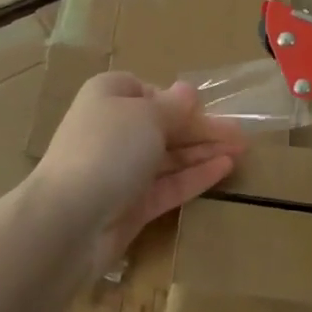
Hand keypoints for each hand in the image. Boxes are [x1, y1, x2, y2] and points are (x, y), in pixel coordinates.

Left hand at [30, 72, 246, 271]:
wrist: (68, 221)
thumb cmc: (108, 148)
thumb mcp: (148, 116)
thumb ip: (174, 106)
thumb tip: (188, 90)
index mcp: (107, 97)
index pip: (144, 90)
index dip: (173, 98)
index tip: (202, 107)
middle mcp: (112, 130)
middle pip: (162, 125)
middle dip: (200, 128)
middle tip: (241, 134)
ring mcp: (120, 170)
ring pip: (168, 156)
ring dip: (204, 151)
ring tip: (243, 150)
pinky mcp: (130, 206)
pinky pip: (168, 185)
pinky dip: (195, 175)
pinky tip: (226, 168)